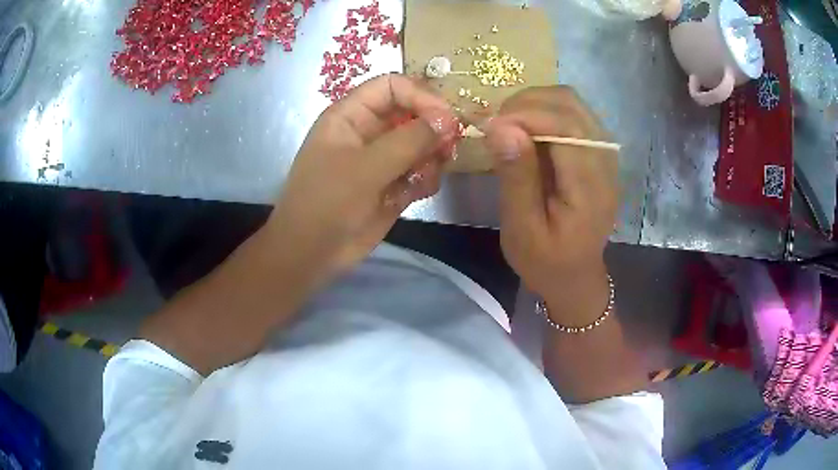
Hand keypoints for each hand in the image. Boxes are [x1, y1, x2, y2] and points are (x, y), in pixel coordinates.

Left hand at [265, 74, 458, 288]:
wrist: (311, 253)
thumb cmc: (327, 203)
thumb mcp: (365, 168)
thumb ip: (409, 141)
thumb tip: (449, 120)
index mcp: (351, 116)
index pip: (392, 87)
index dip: (420, 96)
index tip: (446, 120)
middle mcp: (368, 131)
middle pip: (412, 113)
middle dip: (432, 129)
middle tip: (448, 149)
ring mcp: (381, 158)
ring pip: (421, 143)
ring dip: (432, 156)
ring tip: (428, 175)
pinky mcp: (392, 184)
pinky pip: (420, 170)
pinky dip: (426, 178)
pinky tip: (420, 191)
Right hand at [484, 86, 618, 323]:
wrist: (575, 277)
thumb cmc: (546, 262)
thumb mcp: (523, 229)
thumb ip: (516, 177)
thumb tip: (500, 127)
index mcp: (590, 186)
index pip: (565, 125)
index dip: (526, 113)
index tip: (491, 125)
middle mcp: (605, 162)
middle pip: (571, 104)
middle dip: (528, 103)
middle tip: (497, 123)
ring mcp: (605, 155)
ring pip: (574, 104)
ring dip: (537, 103)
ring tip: (509, 124)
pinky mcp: (598, 154)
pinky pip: (574, 116)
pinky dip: (546, 111)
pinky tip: (528, 130)